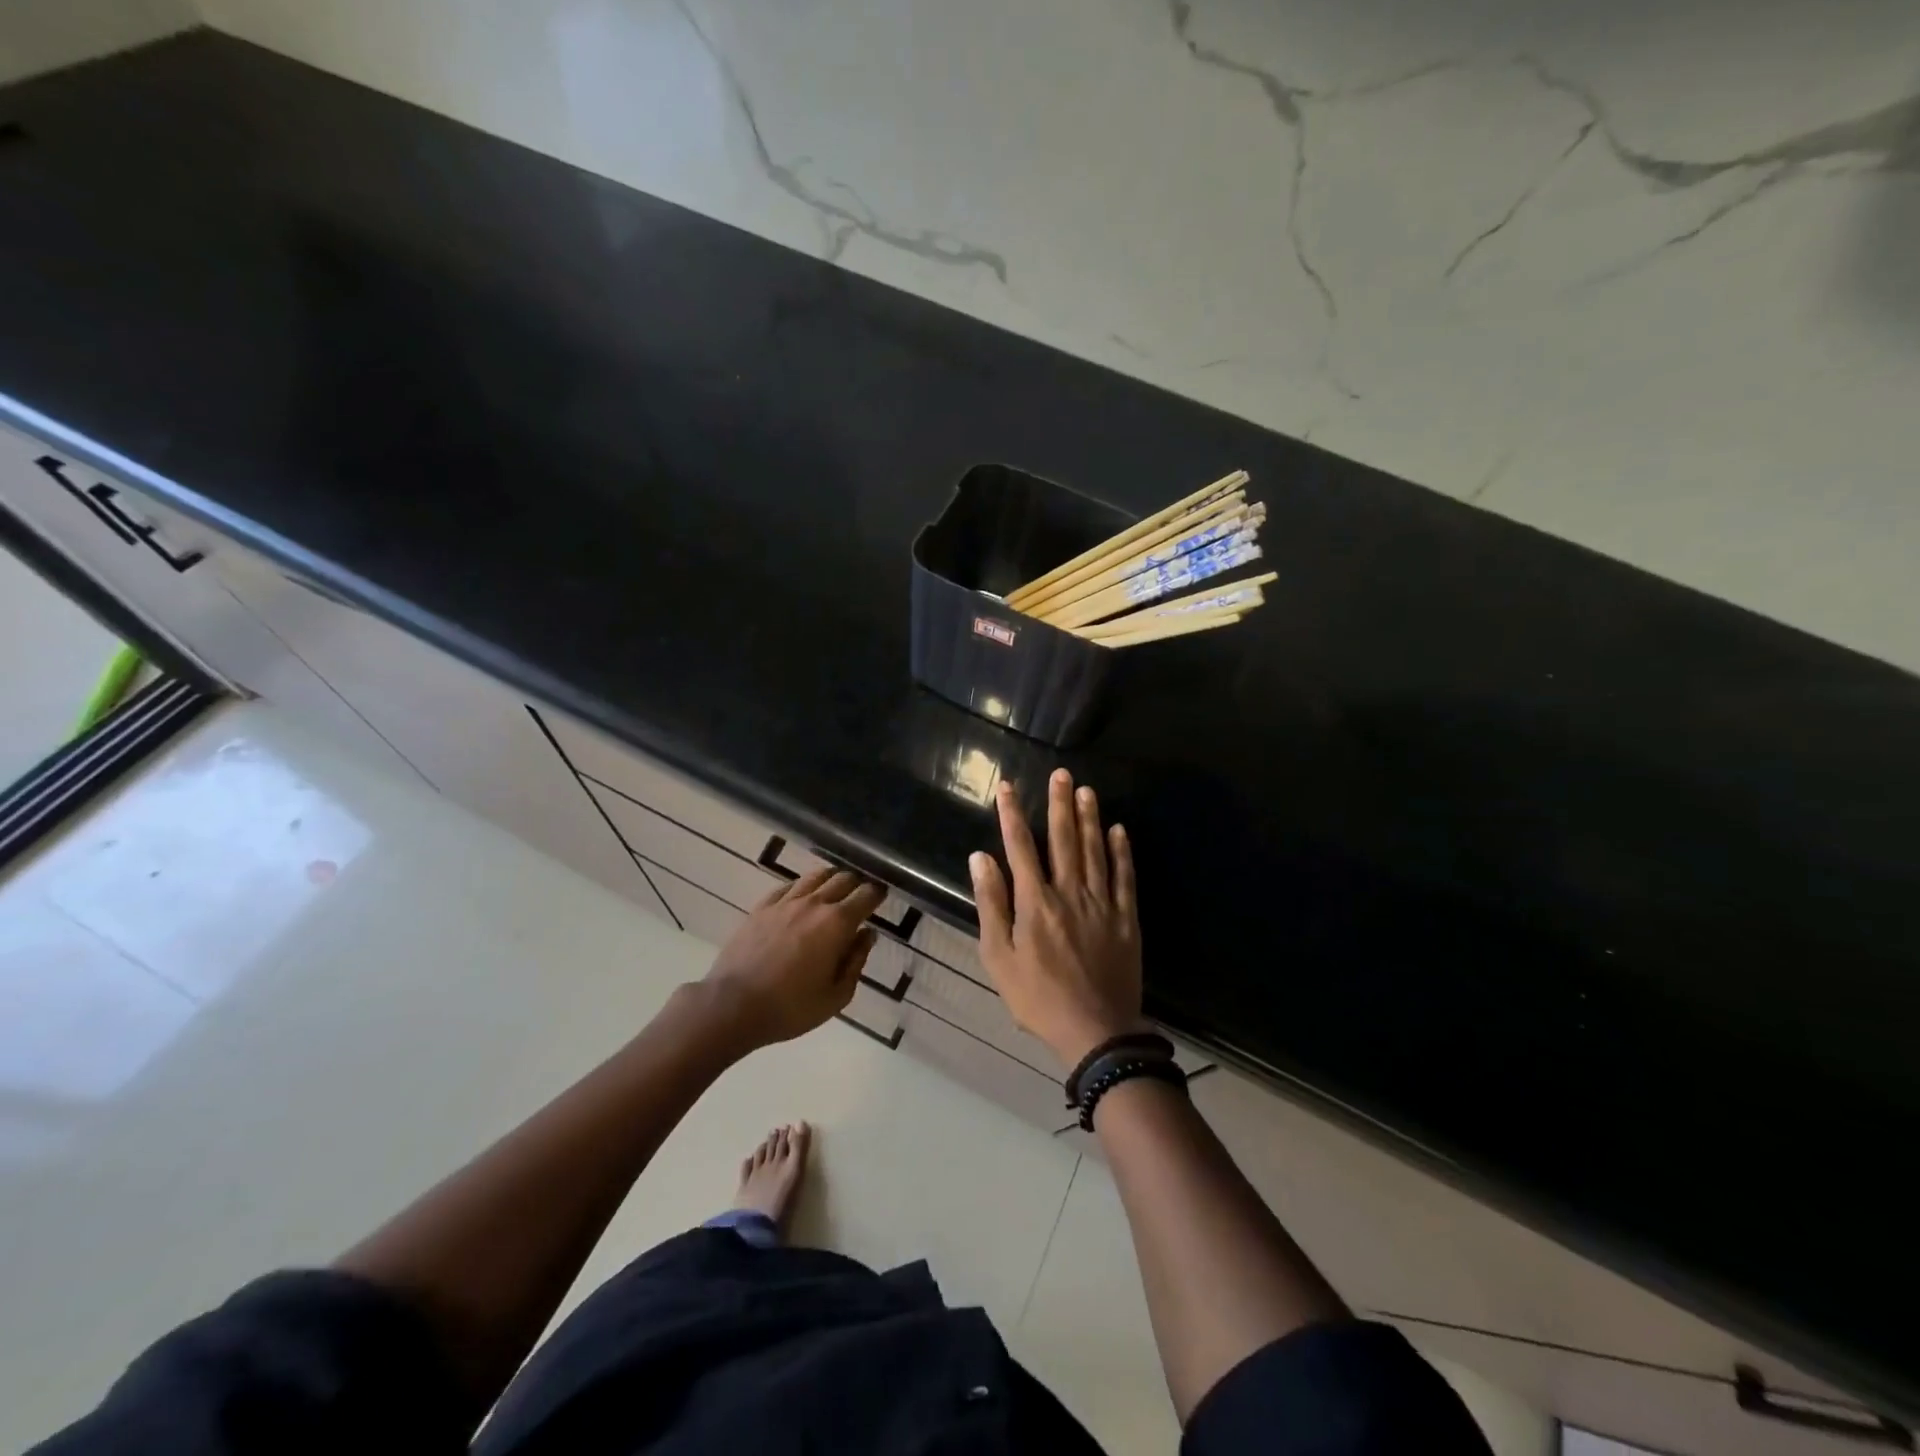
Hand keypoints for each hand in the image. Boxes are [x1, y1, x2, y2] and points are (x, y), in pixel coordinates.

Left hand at [703, 867, 885, 1048]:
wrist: (733, 1006)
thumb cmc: (791, 1007)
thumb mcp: (836, 996)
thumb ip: (856, 961)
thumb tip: (866, 935)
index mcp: (837, 924)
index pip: (866, 895)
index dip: (878, 893)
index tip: (882, 896)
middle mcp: (814, 904)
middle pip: (843, 878)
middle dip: (857, 883)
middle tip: (861, 894)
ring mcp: (785, 902)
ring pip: (815, 876)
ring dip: (831, 878)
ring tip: (835, 888)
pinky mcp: (761, 907)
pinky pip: (787, 886)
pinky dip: (802, 887)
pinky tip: (802, 896)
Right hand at [970, 769, 1150, 1068]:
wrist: (1096, 1031)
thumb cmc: (1038, 998)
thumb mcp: (999, 957)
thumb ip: (991, 904)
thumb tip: (981, 858)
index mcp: (1035, 902)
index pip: (1020, 847)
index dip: (1013, 815)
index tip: (1008, 787)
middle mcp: (1069, 892)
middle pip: (1063, 839)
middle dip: (1059, 804)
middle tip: (1060, 773)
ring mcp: (1101, 903)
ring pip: (1095, 851)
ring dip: (1090, 818)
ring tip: (1086, 790)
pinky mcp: (1125, 917)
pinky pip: (1124, 877)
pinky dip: (1122, 852)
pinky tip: (1119, 830)